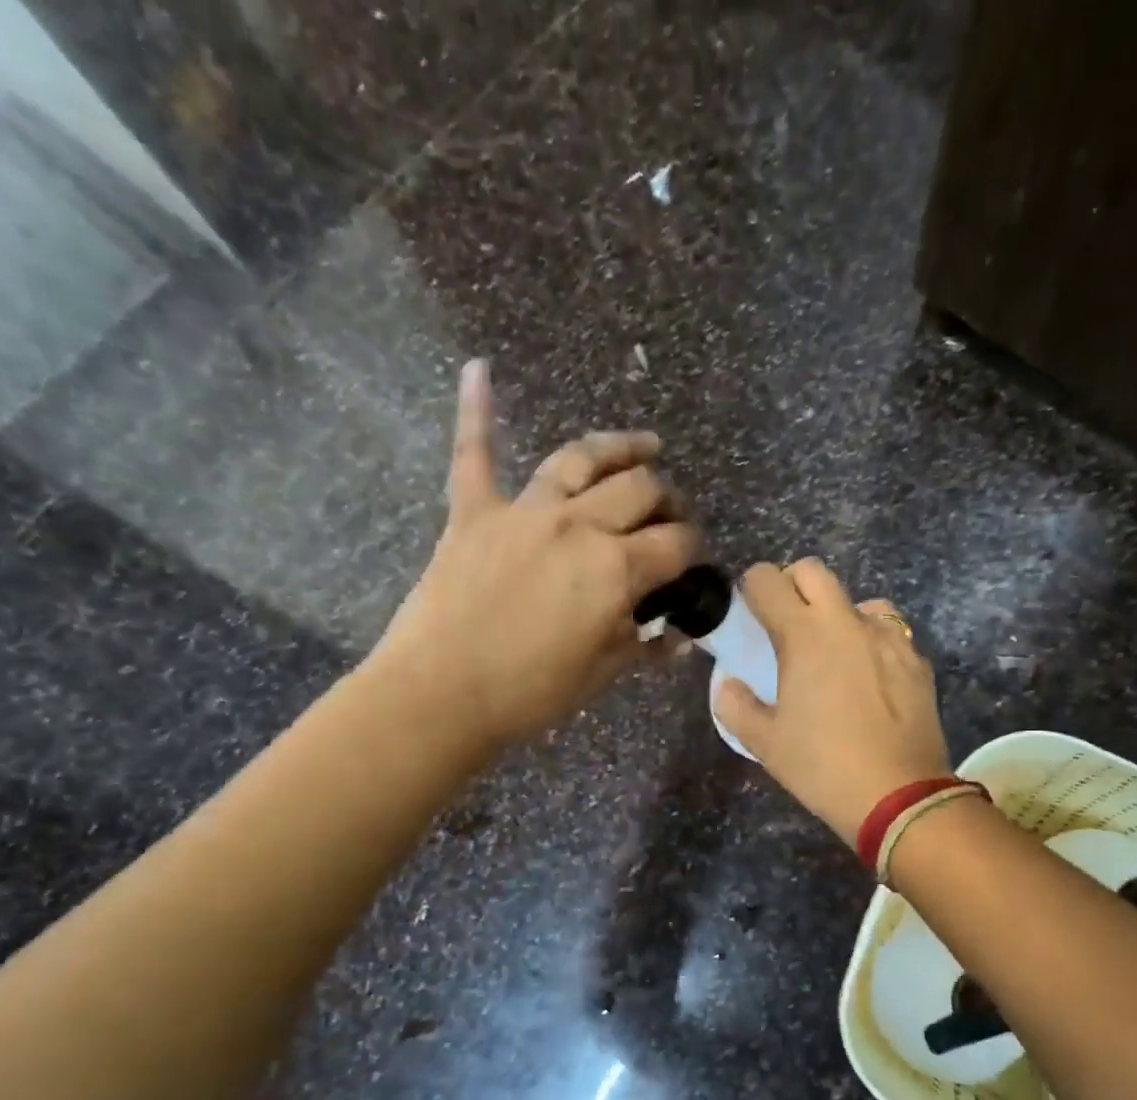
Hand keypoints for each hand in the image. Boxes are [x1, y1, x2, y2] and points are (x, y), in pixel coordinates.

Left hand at [364, 360, 700, 750]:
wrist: (441, 694)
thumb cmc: (531, 691)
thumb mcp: (603, 674)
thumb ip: (646, 646)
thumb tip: (681, 638)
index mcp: (616, 568)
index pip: (676, 543)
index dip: (695, 550)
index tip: (695, 563)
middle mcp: (578, 525)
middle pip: (640, 490)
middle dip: (668, 500)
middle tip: (672, 517)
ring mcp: (524, 511)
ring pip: (580, 459)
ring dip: (619, 448)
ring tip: (646, 445)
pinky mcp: (473, 513)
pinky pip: (474, 454)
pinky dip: (475, 411)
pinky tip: (478, 369)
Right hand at [716, 559, 952, 841]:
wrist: (899, 795)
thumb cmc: (822, 767)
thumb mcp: (765, 743)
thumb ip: (736, 705)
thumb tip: (728, 684)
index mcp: (803, 635)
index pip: (768, 580)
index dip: (753, 588)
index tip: (750, 611)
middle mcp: (846, 622)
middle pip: (814, 571)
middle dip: (793, 585)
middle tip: (786, 623)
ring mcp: (888, 637)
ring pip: (857, 600)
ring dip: (838, 613)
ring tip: (833, 652)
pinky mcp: (916, 659)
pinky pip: (889, 632)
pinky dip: (871, 641)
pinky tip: (869, 677)